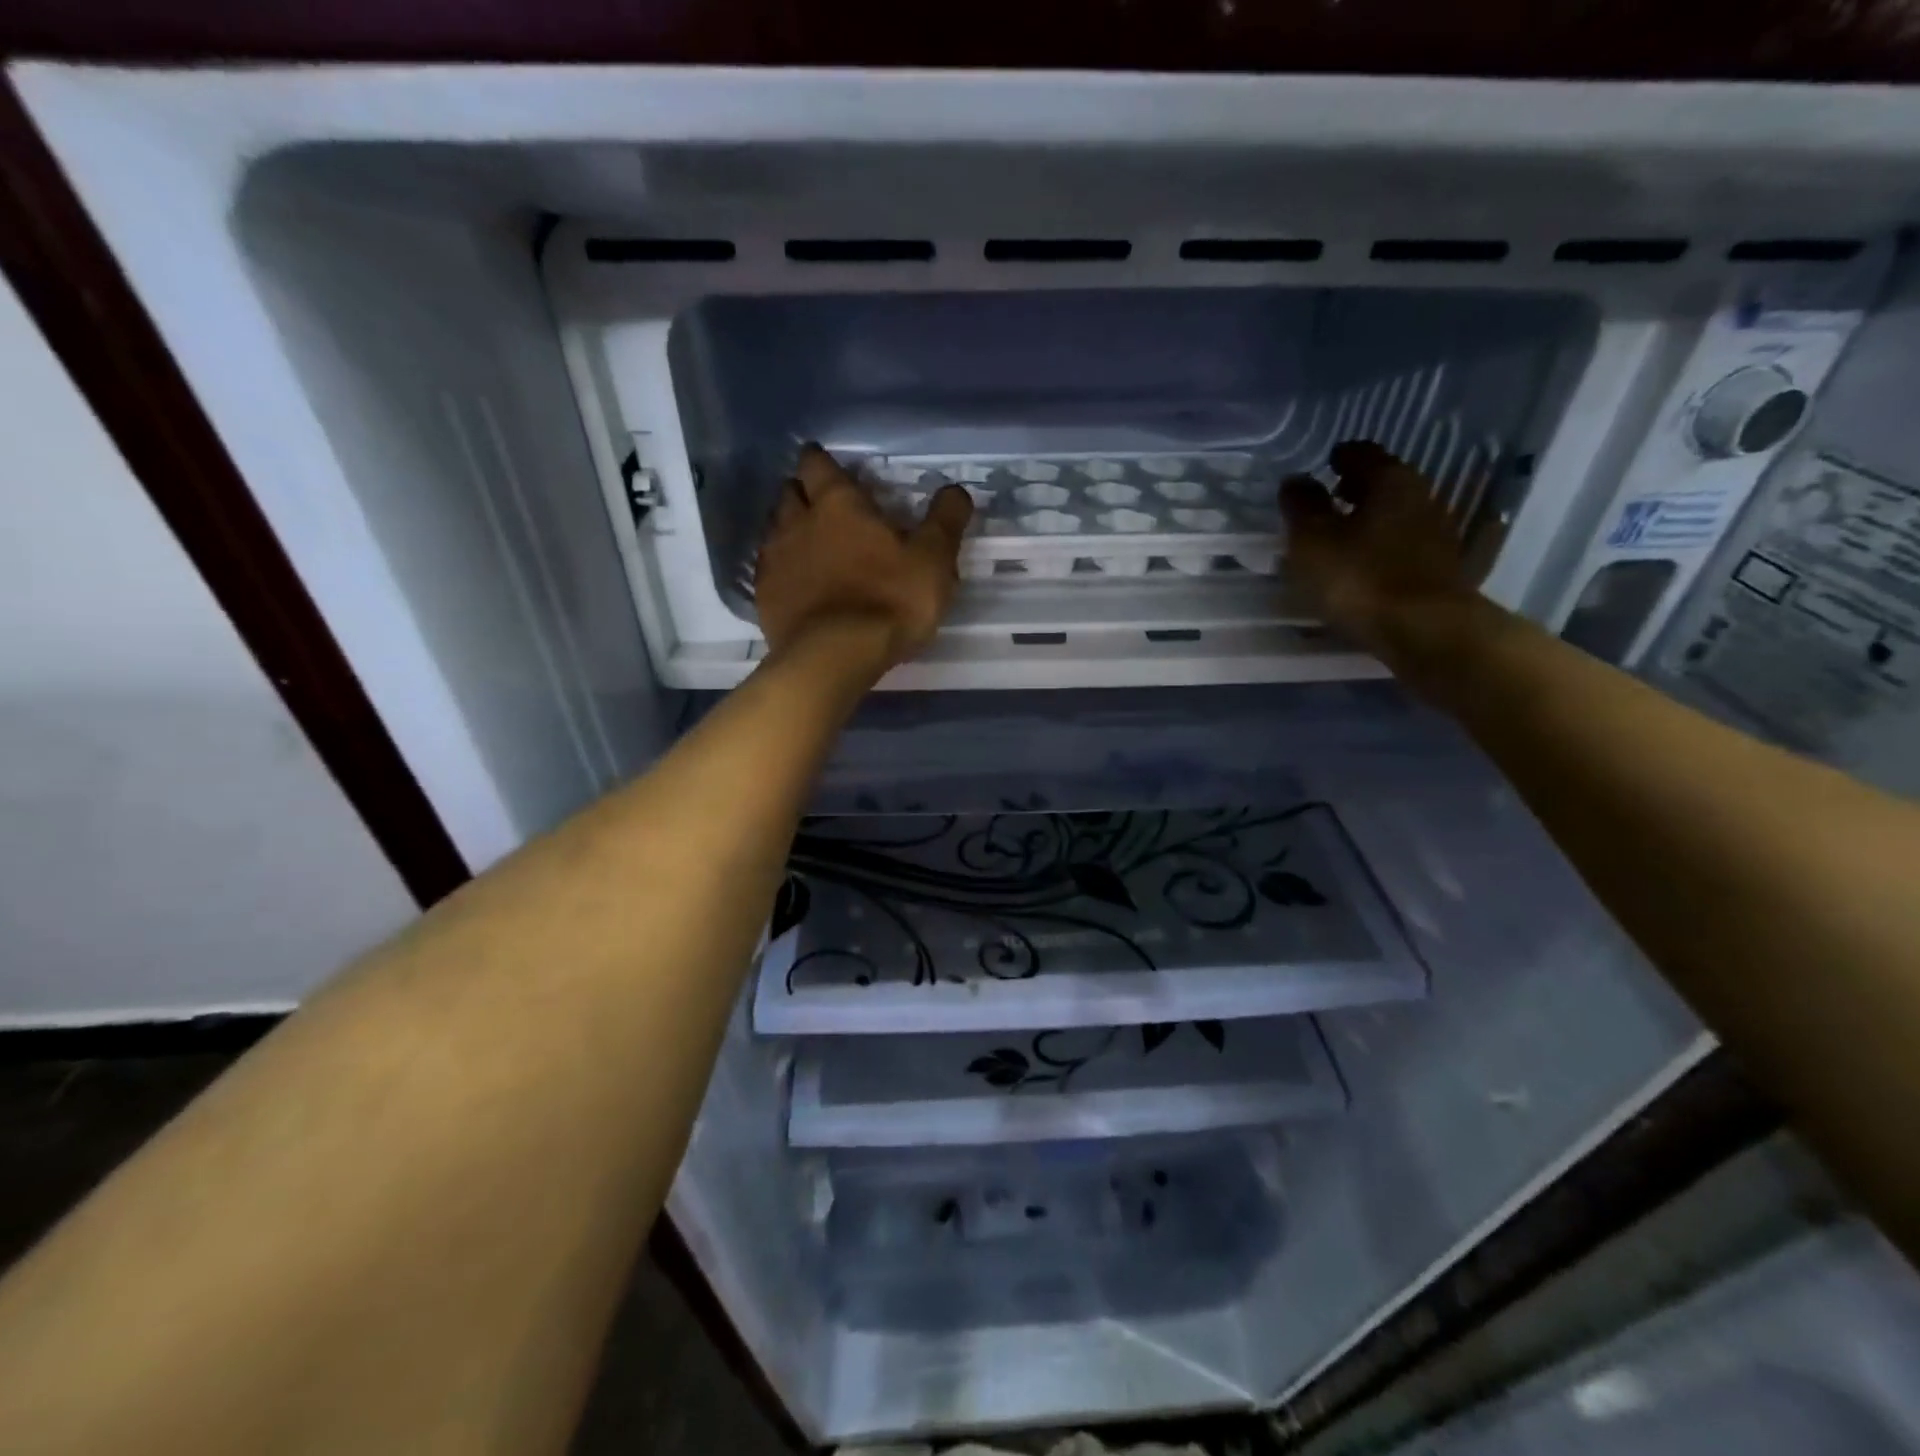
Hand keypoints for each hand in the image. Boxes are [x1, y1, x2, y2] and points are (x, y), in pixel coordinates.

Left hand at [754, 444, 973, 669]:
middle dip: (802, 493)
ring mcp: (774, 560)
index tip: (826, 464)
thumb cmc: (889, 600)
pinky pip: (768, 571)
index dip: (821, 461)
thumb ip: (945, 521)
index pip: (818, 465)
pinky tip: (796, 584)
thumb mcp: (933, 559)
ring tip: (808, 543)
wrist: (835, 656)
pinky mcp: (764, 597)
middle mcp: (797, 523)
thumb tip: (955, 489)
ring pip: (774, 530)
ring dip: (789, 530)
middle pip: (789, 493)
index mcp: (838, 505)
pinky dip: (781, 570)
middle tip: (820, 504)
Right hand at [1280, 441, 1476, 654]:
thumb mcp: (1313, 540)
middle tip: (1329, 497)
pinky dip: (1382, 546)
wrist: (1424, 630)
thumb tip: (1296, 480)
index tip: (1324, 464)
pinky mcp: (1439, 568)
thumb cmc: (1359, 577)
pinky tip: (1363, 563)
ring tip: (1340, 535)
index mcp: (1390, 481)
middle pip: (1385, 483)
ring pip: (1396, 515)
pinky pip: (1403, 545)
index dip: (1340, 457)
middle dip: (1356, 488)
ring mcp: (1436, 534)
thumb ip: (1301, 506)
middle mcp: (1421, 497)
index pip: (1363, 454)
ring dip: (1370, 520)